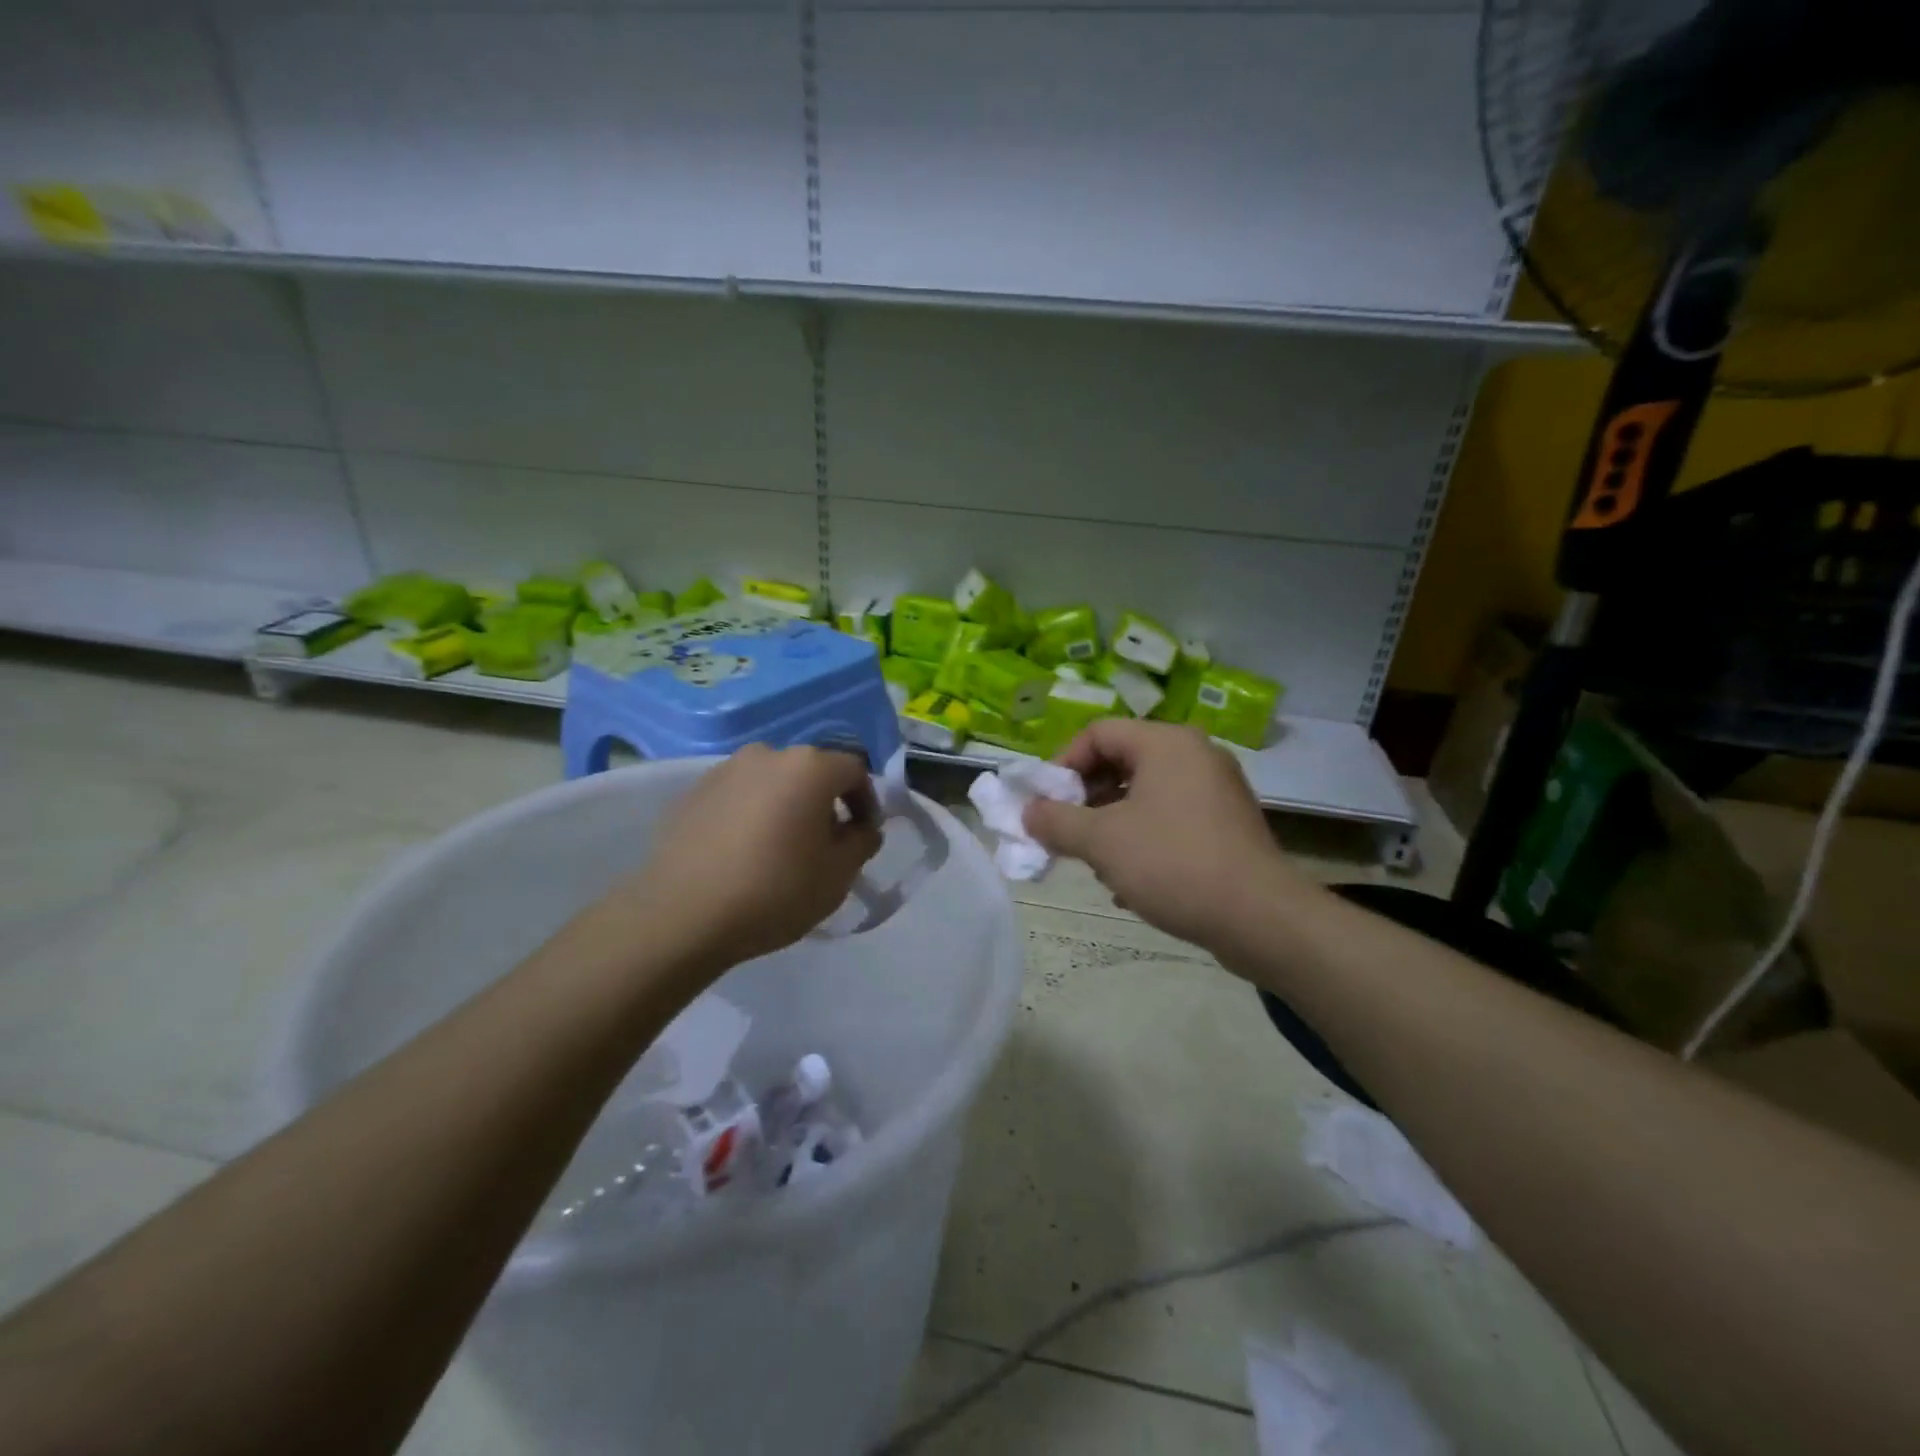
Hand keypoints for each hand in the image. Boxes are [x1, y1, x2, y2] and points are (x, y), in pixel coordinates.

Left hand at [618, 744, 883, 977]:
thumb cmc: (775, 891)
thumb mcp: (839, 875)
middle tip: (823, 844)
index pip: (855, 771)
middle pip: (811, 771)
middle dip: (824, 803)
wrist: (682, 914)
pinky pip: (738, 796)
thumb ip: (862, 842)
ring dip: (785, 806)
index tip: (862, 837)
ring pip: (772, 782)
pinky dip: (751, 814)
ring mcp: (725, 769)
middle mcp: (768, 754)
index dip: (866, 802)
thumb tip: (861, 827)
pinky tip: (743, 852)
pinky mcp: (693, 791)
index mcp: (810, 766)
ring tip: (779, 848)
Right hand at [1023, 720, 1306, 954]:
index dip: (1062, 764)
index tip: (1045, 803)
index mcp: (1167, 743)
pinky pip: (1170, 819)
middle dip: (1085, 798)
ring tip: (1095, 862)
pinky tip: (1129, 882)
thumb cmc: (1173, 863)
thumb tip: (1029, 812)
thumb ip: (1056, 821)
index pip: (1098, 733)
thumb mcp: (1102, 841)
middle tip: (1065, 832)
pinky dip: (1142, 839)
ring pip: (1145, 794)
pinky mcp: (1227, 824)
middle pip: (1121, 762)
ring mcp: (1216, 790)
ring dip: (1110, 824)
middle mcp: (1195, 755)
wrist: (1261, 918)